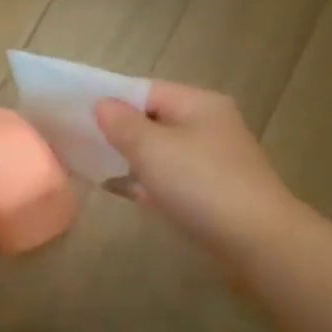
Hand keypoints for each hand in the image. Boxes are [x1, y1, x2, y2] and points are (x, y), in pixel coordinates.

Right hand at [94, 81, 295, 257]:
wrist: (255, 241)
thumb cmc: (200, 184)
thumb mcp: (152, 148)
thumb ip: (121, 123)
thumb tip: (102, 104)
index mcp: (199, 104)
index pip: (146, 90)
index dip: (111, 100)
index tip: (76, 115)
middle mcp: (208, 125)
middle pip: (153, 120)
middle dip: (118, 132)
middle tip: (79, 143)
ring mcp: (211, 160)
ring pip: (160, 152)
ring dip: (130, 159)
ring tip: (92, 166)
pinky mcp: (210, 192)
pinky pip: (169, 179)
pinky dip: (146, 182)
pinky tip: (120, 191)